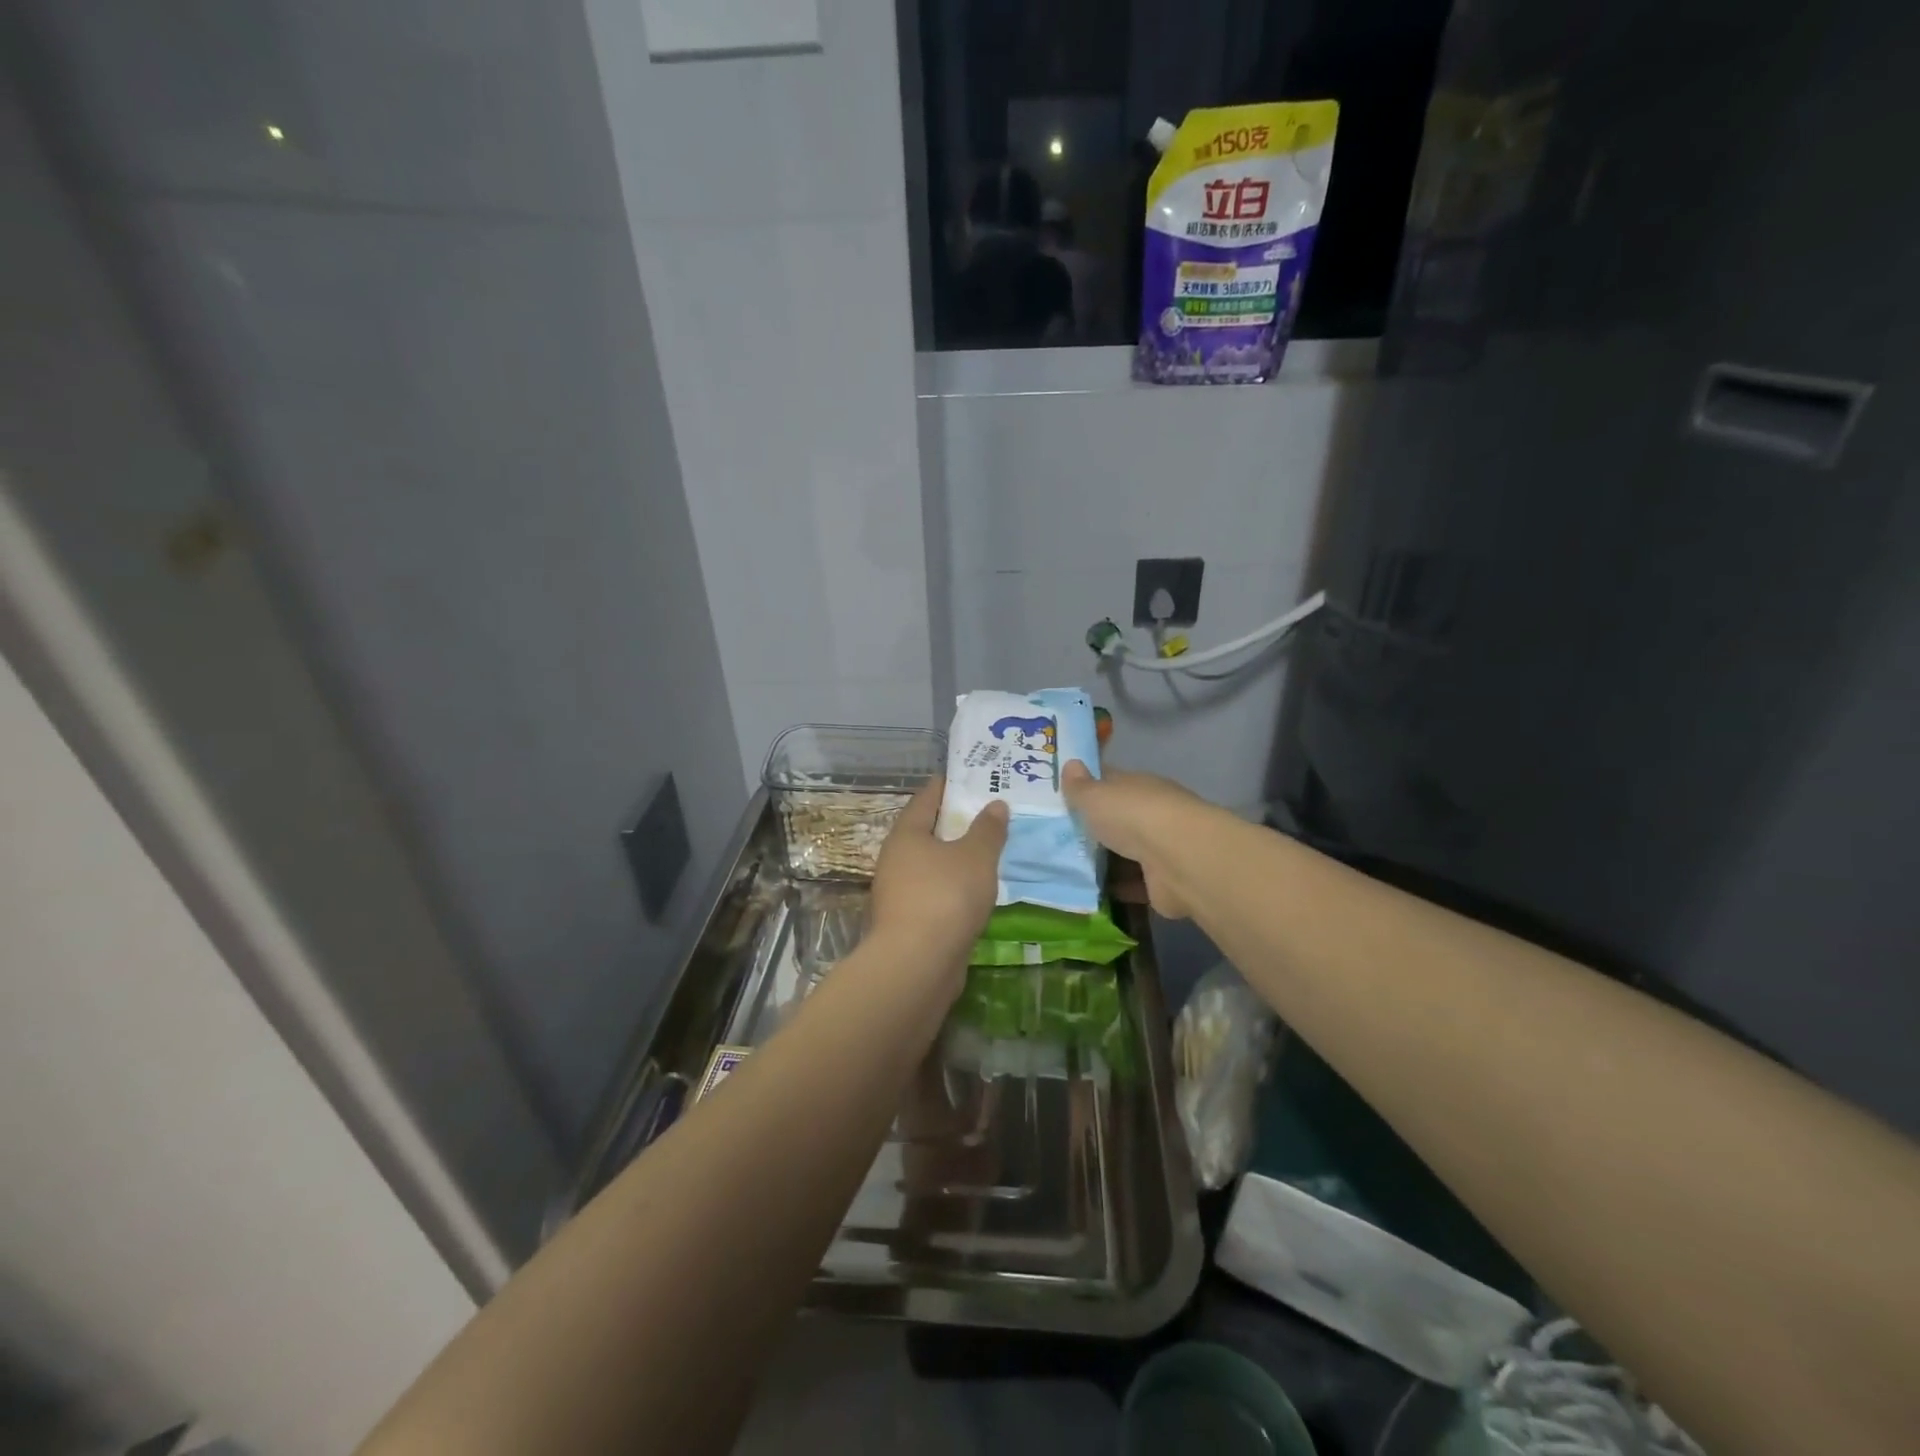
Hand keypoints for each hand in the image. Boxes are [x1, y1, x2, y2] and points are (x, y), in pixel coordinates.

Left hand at [870, 778, 1007, 983]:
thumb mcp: (976, 856)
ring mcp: (899, 893)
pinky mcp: (909, 922)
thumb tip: (995, 805)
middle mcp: (896, 859)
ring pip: (931, 865)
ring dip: (955, 858)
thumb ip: (988, 829)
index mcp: (906, 834)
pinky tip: (976, 890)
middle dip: (955, 823)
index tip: (968, 776)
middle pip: (927, 832)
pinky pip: (935, 893)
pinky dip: (954, 886)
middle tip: (986, 813)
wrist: (918, 963)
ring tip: (987, 851)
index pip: (926, 799)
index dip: (947, 786)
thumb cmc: (946, 896)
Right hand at [1062, 761, 1211, 919]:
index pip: (1110, 781)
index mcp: (1137, 785)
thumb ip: (1079, 786)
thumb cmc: (1132, 816)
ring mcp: (1160, 847)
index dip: (1088, 786)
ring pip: (1128, 850)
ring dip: (1107, 858)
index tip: (1064, 795)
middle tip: (1062, 836)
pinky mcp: (1163, 880)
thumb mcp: (1095, 796)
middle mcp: (1152, 812)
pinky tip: (1093, 891)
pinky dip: (1119, 886)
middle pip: (1119, 817)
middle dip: (1097, 826)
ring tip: (1072, 867)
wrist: (1178, 859)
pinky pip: (1134, 882)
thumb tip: (1070, 763)